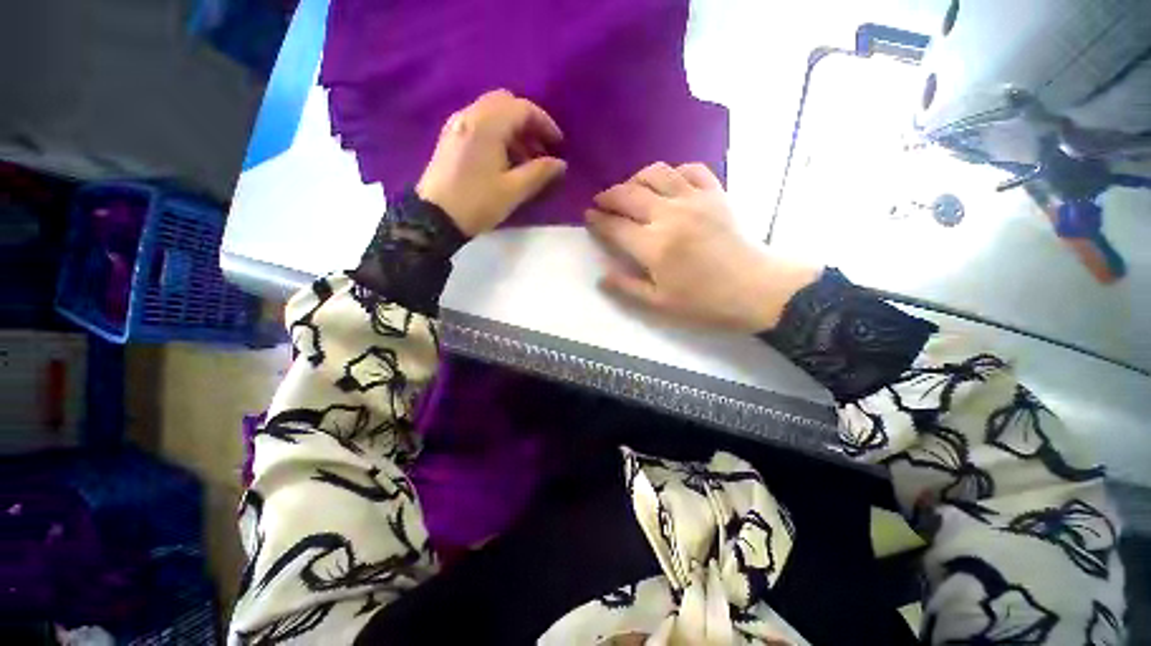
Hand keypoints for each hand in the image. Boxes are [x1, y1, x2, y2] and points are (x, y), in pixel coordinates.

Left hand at [416, 89, 566, 236]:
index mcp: (487, 125)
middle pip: (505, 103)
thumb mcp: (513, 190)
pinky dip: (497, 133)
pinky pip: (479, 124)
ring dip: (513, 129)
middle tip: (540, 148)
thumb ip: (540, 173)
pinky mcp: (450, 138)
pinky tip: (503, 159)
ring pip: (491, 113)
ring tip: (525, 159)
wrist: (435, 218)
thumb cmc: (478, 203)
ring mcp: (456, 125)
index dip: (545, 123)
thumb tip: (560, 164)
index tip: (558, 144)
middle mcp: (470, 115)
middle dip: (528, 123)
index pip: (522, 108)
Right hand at [586, 162, 820, 332]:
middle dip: (608, 196)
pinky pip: (691, 169)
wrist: (755, 289)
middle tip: (601, 203)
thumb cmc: (704, 302)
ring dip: (635, 179)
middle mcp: (669, 215)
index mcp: (653, 246)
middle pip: (628, 194)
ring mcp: (694, 199)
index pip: (614, 226)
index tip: (588, 217)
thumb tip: (600, 276)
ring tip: (630, 191)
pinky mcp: (715, 193)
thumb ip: (626, 288)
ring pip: (656, 173)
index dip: (597, 220)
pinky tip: (669, 184)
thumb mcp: (659, 304)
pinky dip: (674, 172)